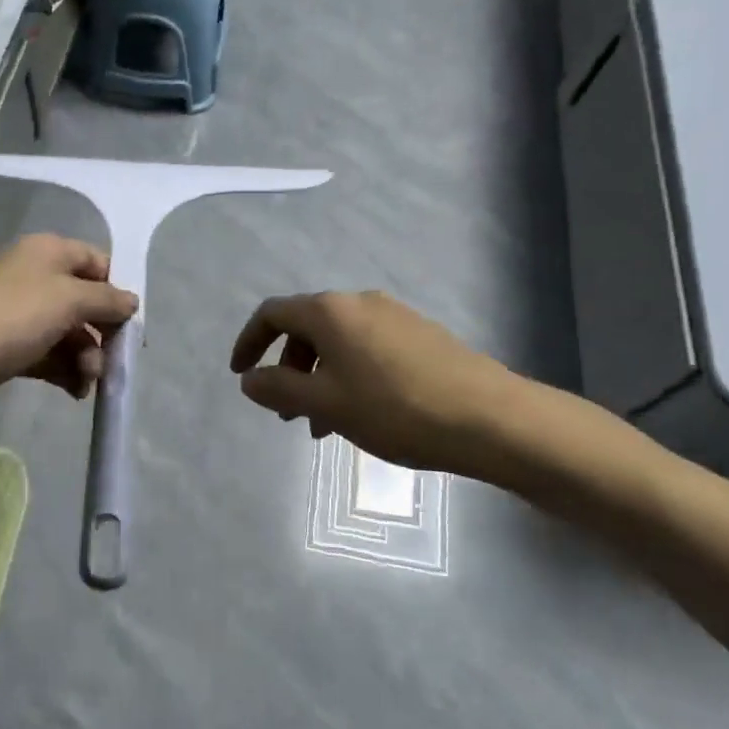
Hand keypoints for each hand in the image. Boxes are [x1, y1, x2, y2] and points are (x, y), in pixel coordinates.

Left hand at [0, 235, 138, 443]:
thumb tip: (131, 301)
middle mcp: (32, 277)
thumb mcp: (68, 299)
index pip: (95, 261)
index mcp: (46, 252)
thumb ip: (106, 299)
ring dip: (86, 356)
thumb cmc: (9, 321)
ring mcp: (16, 315)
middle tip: (112, 361)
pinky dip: (65, 371)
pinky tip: (74, 392)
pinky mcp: (5, 350)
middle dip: (102, 331)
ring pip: (67, 332)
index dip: (115, 289)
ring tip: (87, 382)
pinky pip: (48, 355)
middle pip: (83, 300)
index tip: (129, 323)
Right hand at [230, 291, 516, 473]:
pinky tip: (363, 415)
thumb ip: (279, 388)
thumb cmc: (395, 409)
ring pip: (339, 343)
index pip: (273, 313)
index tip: (240, 375)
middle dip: (288, 369)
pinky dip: (349, 376)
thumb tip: (249, 379)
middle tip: (287, 415)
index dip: (249, 342)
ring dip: (320, 379)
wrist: (488, 418)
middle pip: (307, 328)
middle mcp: (360, 301)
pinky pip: (367, 349)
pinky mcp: (420, 334)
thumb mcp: (326, 404)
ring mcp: (394, 315)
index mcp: (331, 310)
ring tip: (325, 427)